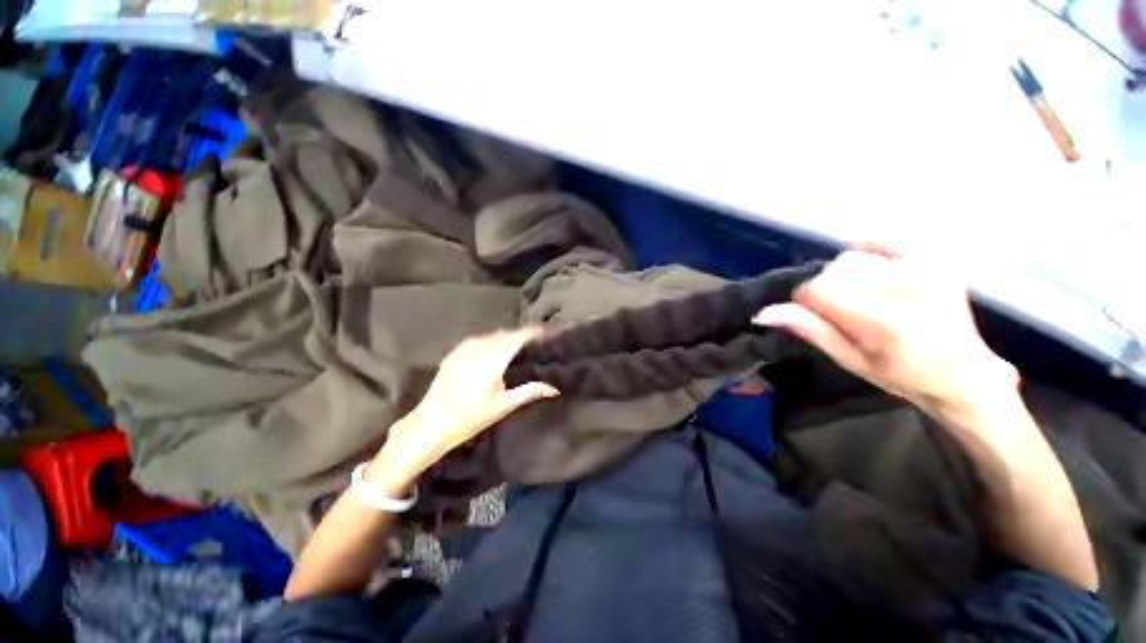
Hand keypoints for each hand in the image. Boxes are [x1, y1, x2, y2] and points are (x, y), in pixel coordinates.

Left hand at [370, 328, 558, 482]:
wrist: (430, 424)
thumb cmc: (471, 417)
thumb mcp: (504, 405)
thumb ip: (530, 392)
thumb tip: (554, 389)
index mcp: (493, 360)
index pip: (517, 337)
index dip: (533, 332)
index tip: (546, 331)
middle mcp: (478, 349)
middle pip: (505, 334)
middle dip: (521, 334)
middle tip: (535, 340)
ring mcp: (464, 349)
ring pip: (491, 336)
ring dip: (506, 337)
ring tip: (518, 344)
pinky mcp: (454, 353)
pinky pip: (478, 340)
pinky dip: (491, 341)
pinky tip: (495, 349)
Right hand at [753, 247, 1018, 424]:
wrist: (964, 373)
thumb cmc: (902, 376)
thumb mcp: (850, 360)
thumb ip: (810, 331)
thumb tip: (764, 313)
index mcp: (882, 322)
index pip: (817, 290)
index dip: (806, 303)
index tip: (818, 318)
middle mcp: (903, 288)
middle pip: (832, 271)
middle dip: (827, 291)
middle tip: (844, 313)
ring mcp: (923, 269)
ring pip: (851, 257)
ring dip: (845, 277)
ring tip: (863, 297)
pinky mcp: (934, 259)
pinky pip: (881, 240)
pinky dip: (867, 251)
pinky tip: (874, 272)